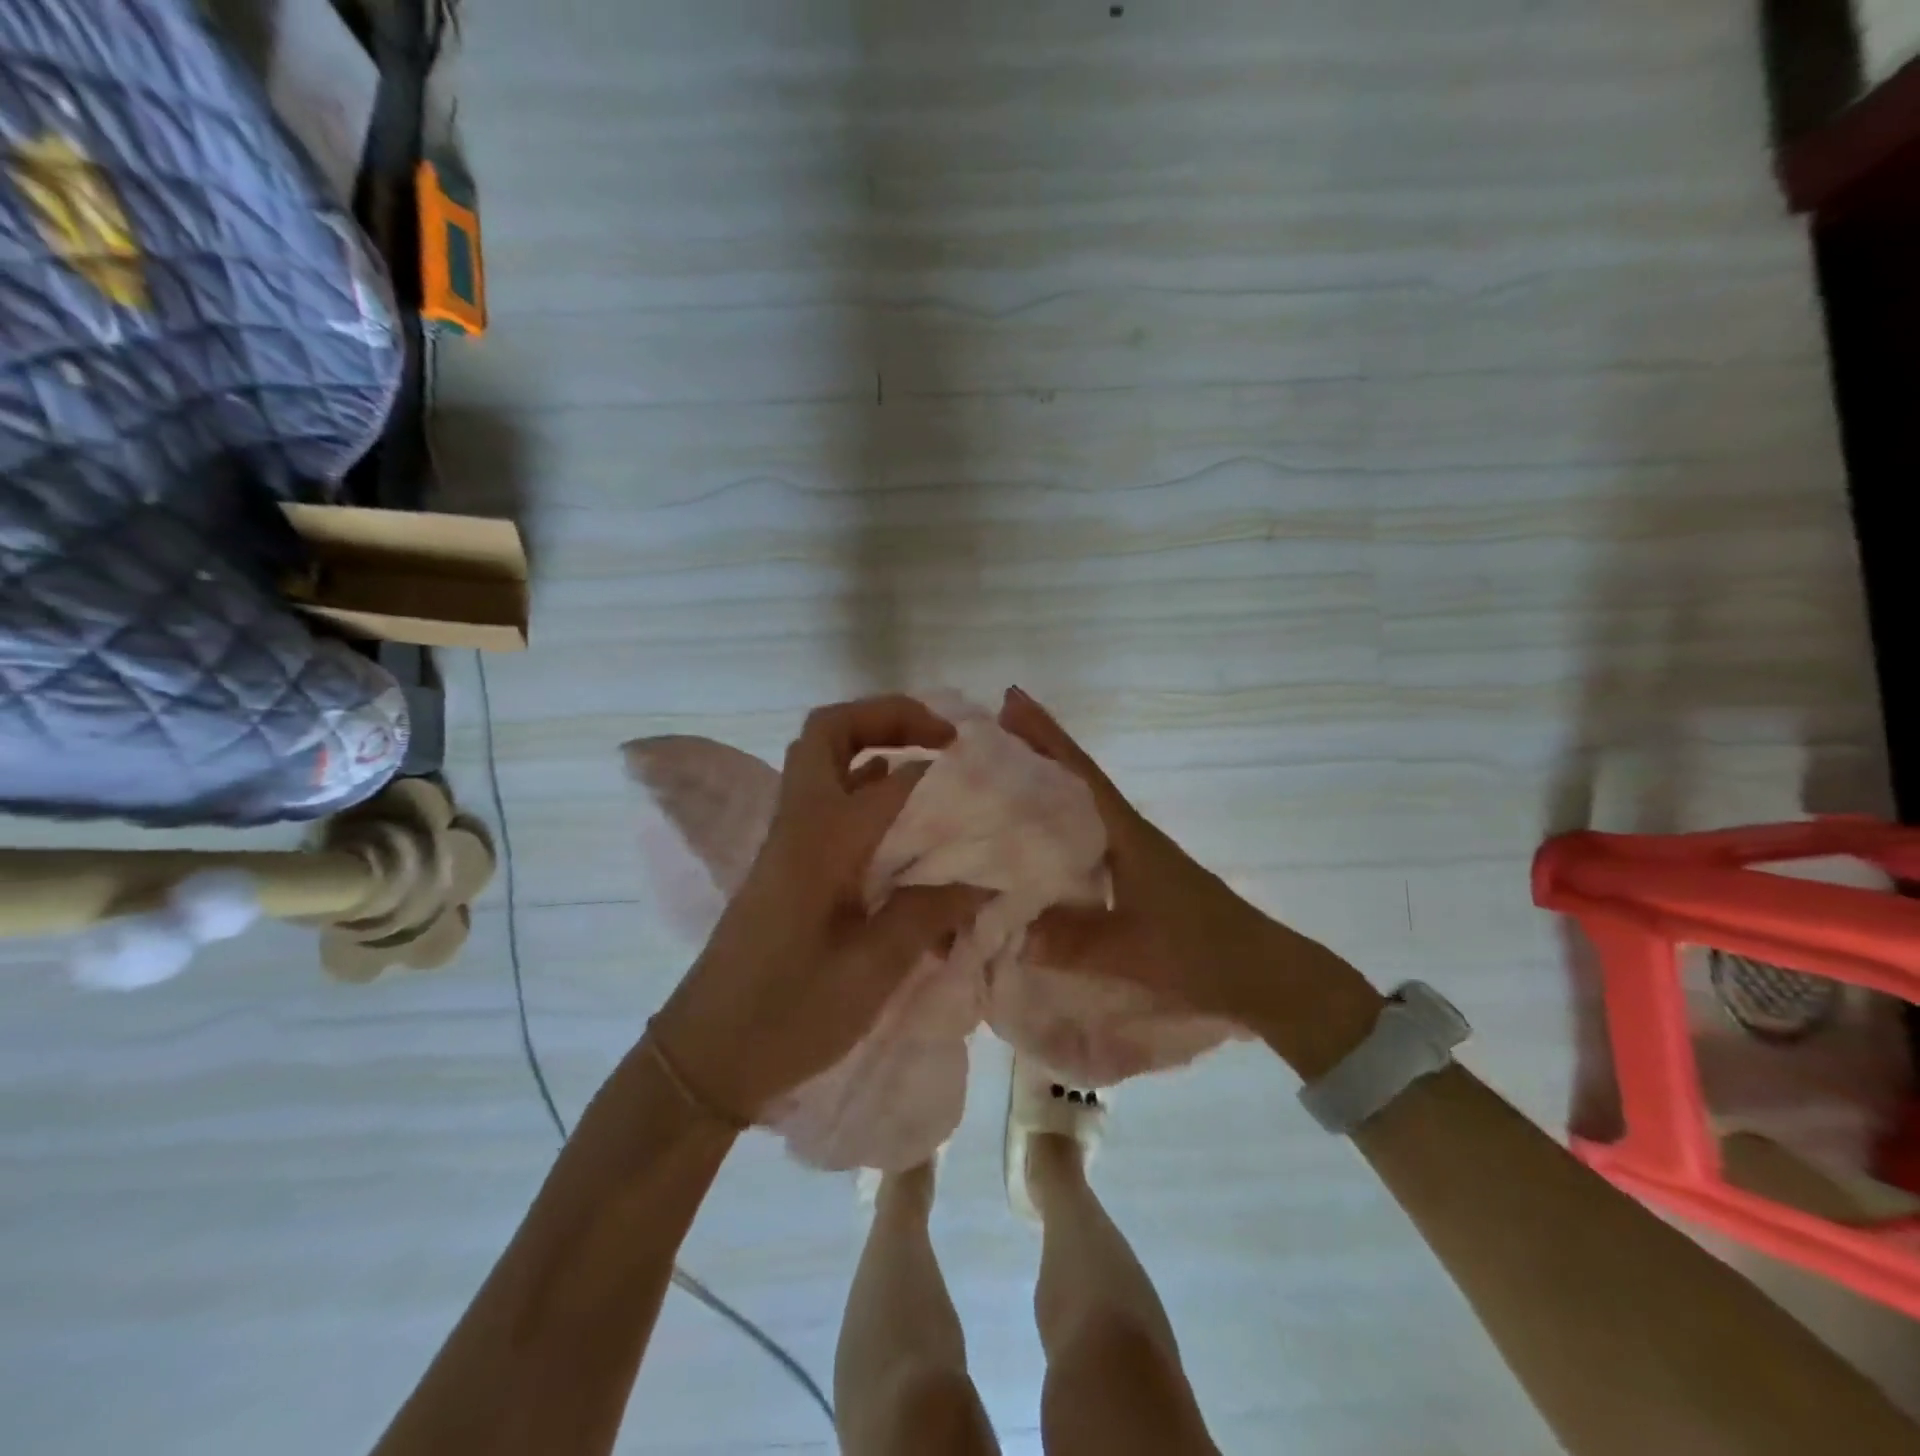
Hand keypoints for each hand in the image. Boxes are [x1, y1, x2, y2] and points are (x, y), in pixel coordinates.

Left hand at [650, 696, 987, 1123]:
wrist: (705, 1058)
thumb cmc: (787, 1015)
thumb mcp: (871, 971)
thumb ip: (928, 913)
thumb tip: (984, 878)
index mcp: (820, 841)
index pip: (893, 780)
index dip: (944, 773)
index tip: (991, 784)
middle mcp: (799, 825)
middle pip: (829, 733)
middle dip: (888, 717)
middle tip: (944, 738)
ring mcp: (788, 844)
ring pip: (824, 763)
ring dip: (875, 747)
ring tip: (934, 768)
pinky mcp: (787, 867)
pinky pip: (827, 803)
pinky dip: (864, 790)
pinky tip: (904, 824)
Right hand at [997, 687, 1381, 1076]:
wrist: (1258, 970)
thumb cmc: (1200, 948)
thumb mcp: (1134, 950)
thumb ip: (1074, 943)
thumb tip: (1011, 933)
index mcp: (1125, 834)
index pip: (1080, 773)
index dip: (1046, 736)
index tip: (1012, 700)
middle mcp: (1125, 833)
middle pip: (1075, 779)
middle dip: (1037, 750)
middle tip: (991, 728)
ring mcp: (1131, 853)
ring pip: (1078, 807)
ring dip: (1045, 784)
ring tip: (1000, 773)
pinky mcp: (1134, 876)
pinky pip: (1083, 837)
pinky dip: (1055, 824)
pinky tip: (1035, 838)